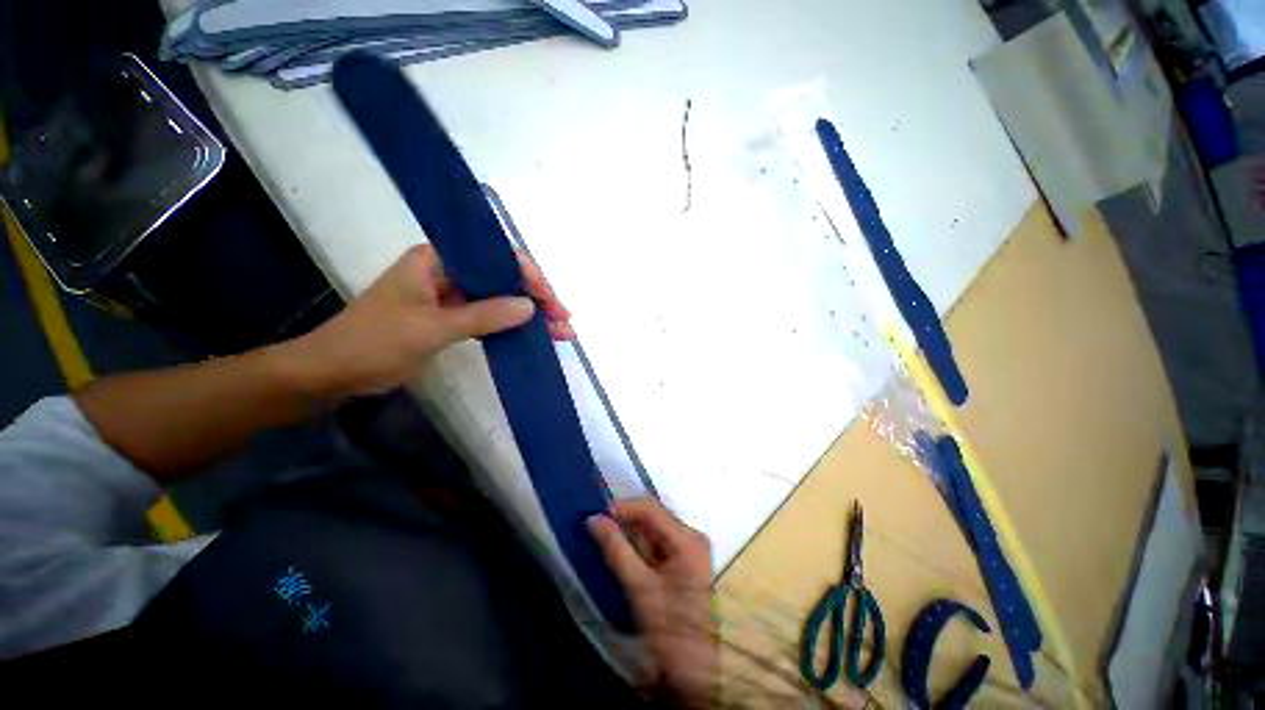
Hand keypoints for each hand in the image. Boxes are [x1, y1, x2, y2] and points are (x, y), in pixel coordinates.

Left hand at [275, 244, 573, 398]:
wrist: (332, 373)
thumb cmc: (373, 343)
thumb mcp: (430, 329)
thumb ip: (482, 315)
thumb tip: (530, 308)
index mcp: (437, 260)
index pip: (495, 258)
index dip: (528, 278)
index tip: (551, 301)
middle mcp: (448, 272)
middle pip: (503, 279)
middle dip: (536, 299)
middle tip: (564, 320)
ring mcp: (452, 296)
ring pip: (500, 299)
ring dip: (530, 316)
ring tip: (561, 332)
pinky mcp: (452, 318)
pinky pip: (490, 317)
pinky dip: (512, 327)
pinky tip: (534, 335)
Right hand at [588, 499, 716, 707]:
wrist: (693, 671)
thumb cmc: (670, 630)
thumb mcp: (639, 587)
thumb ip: (616, 549)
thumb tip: (594, 519)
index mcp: (688, 540)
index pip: (652, 509)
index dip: (624, 507)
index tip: (598, 516)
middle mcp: (692, 537)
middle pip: (654, 517)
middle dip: (626, 521)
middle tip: (599, 527)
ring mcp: (689, 549)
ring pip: (654, 530)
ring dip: (630, 534)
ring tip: (606, 537)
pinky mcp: (684, 561)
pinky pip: (657, 543)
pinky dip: (639, 546)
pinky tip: (623, 552)